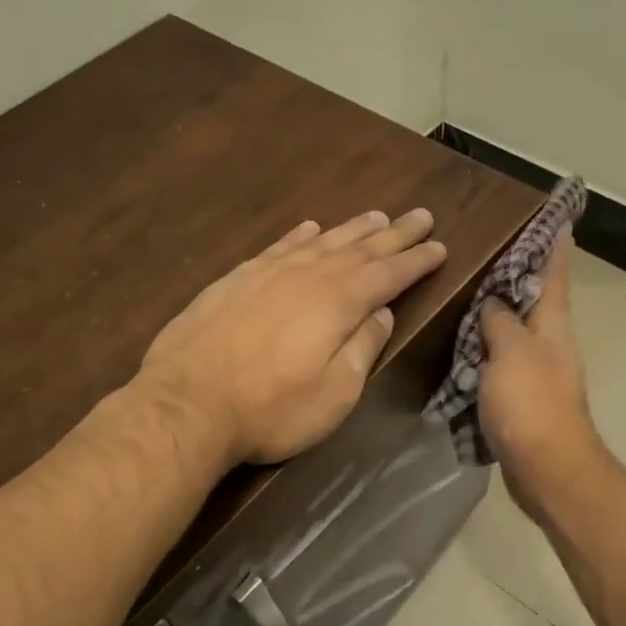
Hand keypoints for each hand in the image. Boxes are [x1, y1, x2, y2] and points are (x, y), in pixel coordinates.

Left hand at [139, 209, 447, 464]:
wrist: (186, 403)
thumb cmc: (271, 409)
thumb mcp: (334, 393)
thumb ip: (362, 349)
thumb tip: (383, 314)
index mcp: (338, 304)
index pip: (388, 275)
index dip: (416, 261)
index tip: (439, 246)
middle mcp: (307, 277)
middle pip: (359, 249)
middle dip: (394, 234)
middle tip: (421, 216)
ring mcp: (267, 274)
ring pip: (320, 242)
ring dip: (351, 229)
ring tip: (376, 216)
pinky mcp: (235, 280)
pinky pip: (277, 247)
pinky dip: (298, 235)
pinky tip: (309, 227)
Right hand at [477, 231, 604, 507]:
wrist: (545, 468)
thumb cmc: (531, 403)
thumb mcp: (511, 352)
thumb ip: (499, 321)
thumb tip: (492, 304)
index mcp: (552, 325)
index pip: (555, 273)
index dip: (555, 244)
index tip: (556, 217)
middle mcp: (549, 344)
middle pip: (534, 302)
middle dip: (515, 278)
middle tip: (485, 254)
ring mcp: (537, 374)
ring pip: (513, 335)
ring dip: (493, 318)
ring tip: (463, 298)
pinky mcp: (521, 400)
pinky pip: (499, 366)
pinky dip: (482, 355)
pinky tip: (458, 351)